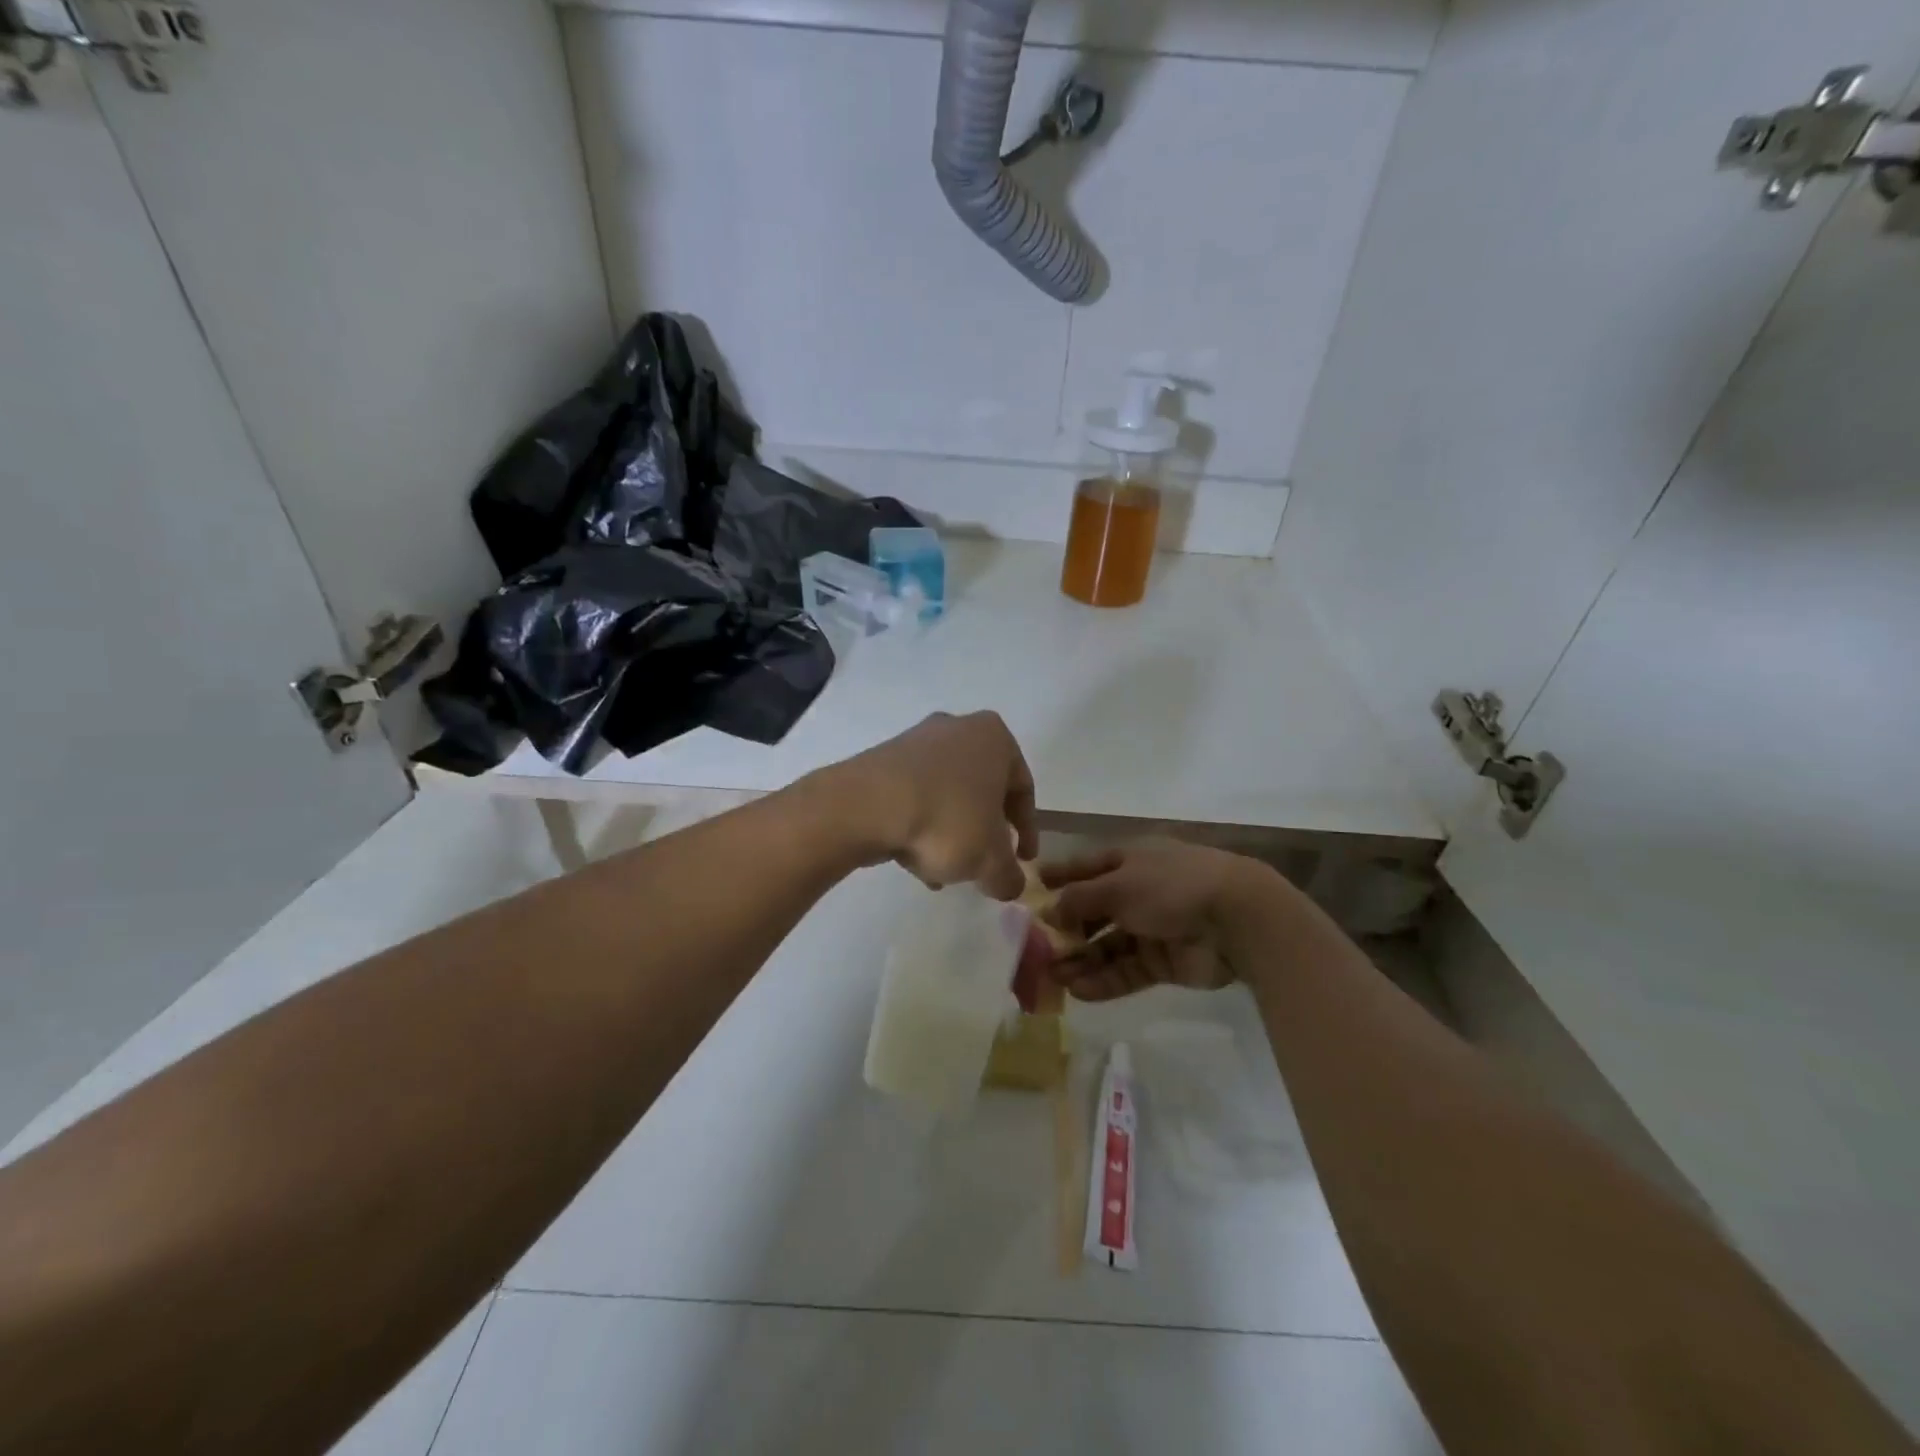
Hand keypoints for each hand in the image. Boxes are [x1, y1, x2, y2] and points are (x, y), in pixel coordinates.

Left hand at [825, 711, 1037, 899]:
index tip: (1024, 860)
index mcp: (995, 738)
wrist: (866, 806)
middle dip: (985, 831)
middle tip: (984, 864)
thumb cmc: (946, 820)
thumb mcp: (990, 860)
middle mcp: (958, 728)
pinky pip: (915, 795)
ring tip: (944, 872)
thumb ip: (1009, 876)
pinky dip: (921, 824)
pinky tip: (914, 860)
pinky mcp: (883, 759)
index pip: (1023, 789)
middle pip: (982, 790)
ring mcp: (917, 740)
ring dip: (951, 832)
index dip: (1028, 830)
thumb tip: (1010, 886)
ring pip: (947, 795)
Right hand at [1040, 838, 1272, 1000]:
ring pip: (1108, 945)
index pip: (1088, 867)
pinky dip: (1103, 980)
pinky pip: (1126, 971)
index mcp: (1131, 861)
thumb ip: (1079, 899)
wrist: (1236, 919)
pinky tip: (1077, 992)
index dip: (1061, 875)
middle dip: (1066, 929)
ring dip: (1080, 960)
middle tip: (1034, 948)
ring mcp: (1153, 928)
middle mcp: (1139, 891)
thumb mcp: (1117, 885)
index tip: (1034, 884)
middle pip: (1094, 911)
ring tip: (1050, 977)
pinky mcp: (1164, 961)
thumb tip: (1049, 911)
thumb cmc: (1170, 887)